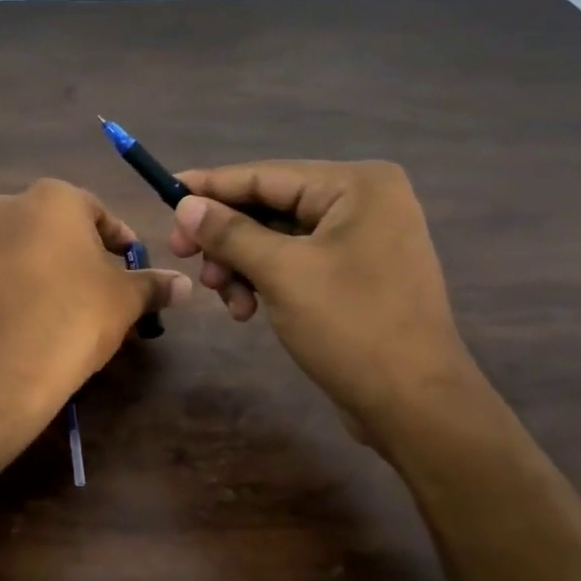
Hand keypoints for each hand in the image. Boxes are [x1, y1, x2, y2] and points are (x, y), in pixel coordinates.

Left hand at [0, 179, 190, 417]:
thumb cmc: (73, 315)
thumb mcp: (124, 299)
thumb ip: (153, 284)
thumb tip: (183, 285)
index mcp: (53, 197)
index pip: (101, 213)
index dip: (123, 243)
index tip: (136, 270)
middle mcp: (11, 206)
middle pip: (64, 230)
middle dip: (90, 259)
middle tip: (112, 294)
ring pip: (35, 253)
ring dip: (60, 275)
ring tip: (83, 314)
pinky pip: (10, 275)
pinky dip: (31, 291)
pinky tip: (47, 324)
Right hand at [165, 161, 473, 443]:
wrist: (414, 404)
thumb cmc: (351, 326)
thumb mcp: (281, 273)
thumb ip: (229, 233)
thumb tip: (185, 204)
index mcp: (356, 185)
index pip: (266, 175)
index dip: (211, 186)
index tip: (166, 193)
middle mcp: (363, 201)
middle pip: (270, 206)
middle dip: (226, 237)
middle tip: (182, 255)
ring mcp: (362, 238)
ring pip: (277, 238)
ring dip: (241, 265)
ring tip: (225, 297)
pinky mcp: (355, 273)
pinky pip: (295, 261)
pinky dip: (265, 280)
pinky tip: (247, 310)